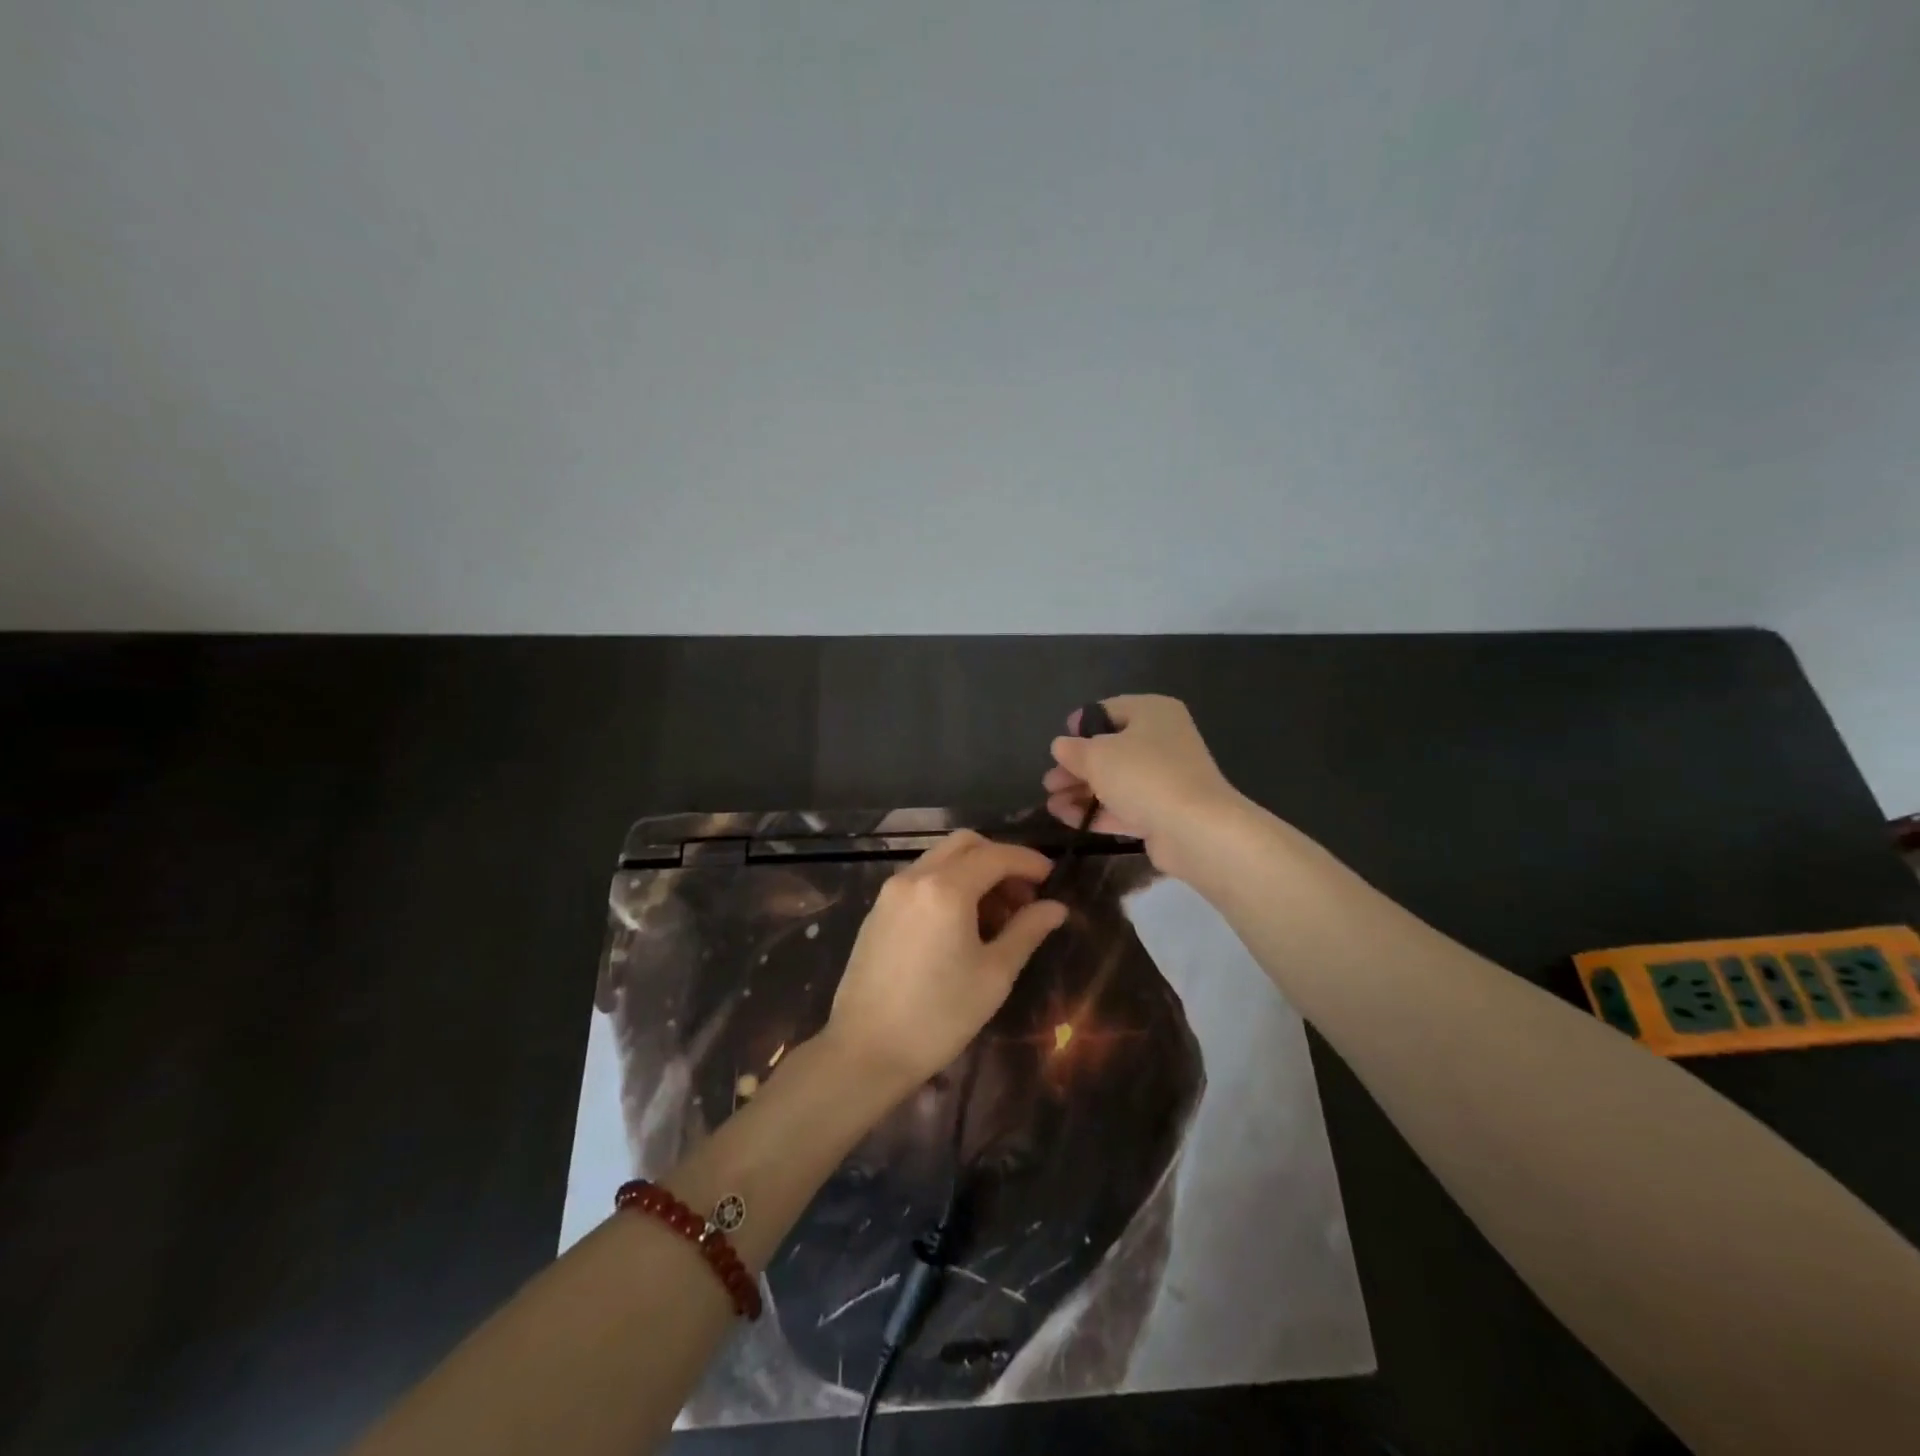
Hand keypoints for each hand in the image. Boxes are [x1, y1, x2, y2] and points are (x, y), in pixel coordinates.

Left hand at [825, 831, 1067, 1093]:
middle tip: (1023, 896)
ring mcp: (891, 892)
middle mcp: (915, 877)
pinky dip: (947, 885)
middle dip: (999, 860)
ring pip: (940, 859)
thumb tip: (1056, 907)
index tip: (1051, 877)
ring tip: (996, 916)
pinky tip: (961, 924)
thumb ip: (1027, 931)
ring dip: (973, 872)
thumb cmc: (938, 1016)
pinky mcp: (877, 910)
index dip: (1028, 861)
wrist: (865, 1050)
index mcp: (945, 888)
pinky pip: (920, 879)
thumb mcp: (994, 975)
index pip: (996, 855)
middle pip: (965, 845)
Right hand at [1042, 694, 1245, 875]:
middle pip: (1109, 749)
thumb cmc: (1143, 775)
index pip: (1109, 710)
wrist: (1195, 829)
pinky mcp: (1163, 811)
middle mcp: (1162, 740)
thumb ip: (1073, 750)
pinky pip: (1123, 806)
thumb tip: (1061, 746)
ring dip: (1081, 792)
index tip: (1059, 745)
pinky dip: (1096, 811)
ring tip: (1051, 805)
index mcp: (1152, 712)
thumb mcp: (1097, 756)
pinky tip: (1066, 819)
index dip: (1080, 726)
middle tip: (1049, 783)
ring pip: (1115, 780)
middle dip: (1075, 767)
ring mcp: (1164, 778)